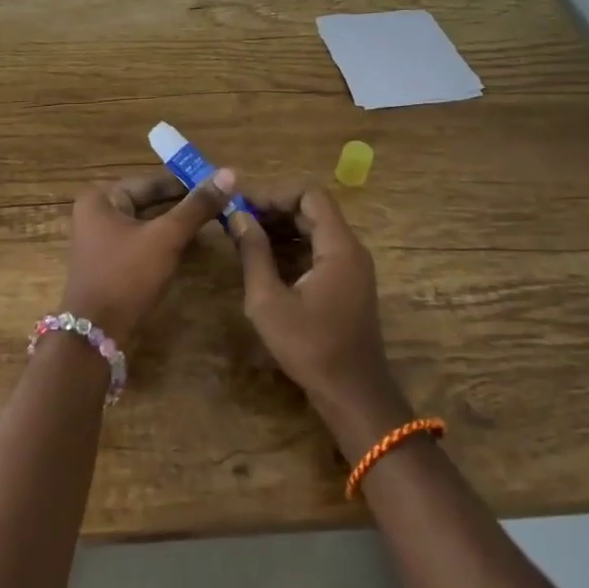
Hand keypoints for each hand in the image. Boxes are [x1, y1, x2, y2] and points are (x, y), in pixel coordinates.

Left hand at [60, 169, 234, 338]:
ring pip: (149, 222)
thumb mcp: (166, 237)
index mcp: (102, 197)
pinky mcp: (111, 262)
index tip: (222, 182)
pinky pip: (143, 242)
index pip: (153, 181)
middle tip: (224, 202)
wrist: (96, 333)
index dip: (189, 181)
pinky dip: (166, 241)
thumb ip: (197, 206)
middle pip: (150, 201)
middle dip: (185, 203)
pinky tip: (193, 244)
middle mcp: (97, 212)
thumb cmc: (127, 276)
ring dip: (178, 223)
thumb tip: (230, 173)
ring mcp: (102, 239)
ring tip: (216, 221)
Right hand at [230, 183, 407, 449]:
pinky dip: (292, 248)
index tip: (243, 204)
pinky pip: (319, 251)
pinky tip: (263, 260)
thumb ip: (253, 253)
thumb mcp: (269, 301)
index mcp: (339, 247)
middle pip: (313, 211)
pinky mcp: (347, 285)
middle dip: (274, 209)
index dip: (275, 193)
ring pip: (315, 231)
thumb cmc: (309, 347)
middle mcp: (351, 250)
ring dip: (281, 229)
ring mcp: (352, 268)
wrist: (352, 394)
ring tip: (243, 236)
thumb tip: (238, 216)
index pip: (310, 195)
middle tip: (236, 219)